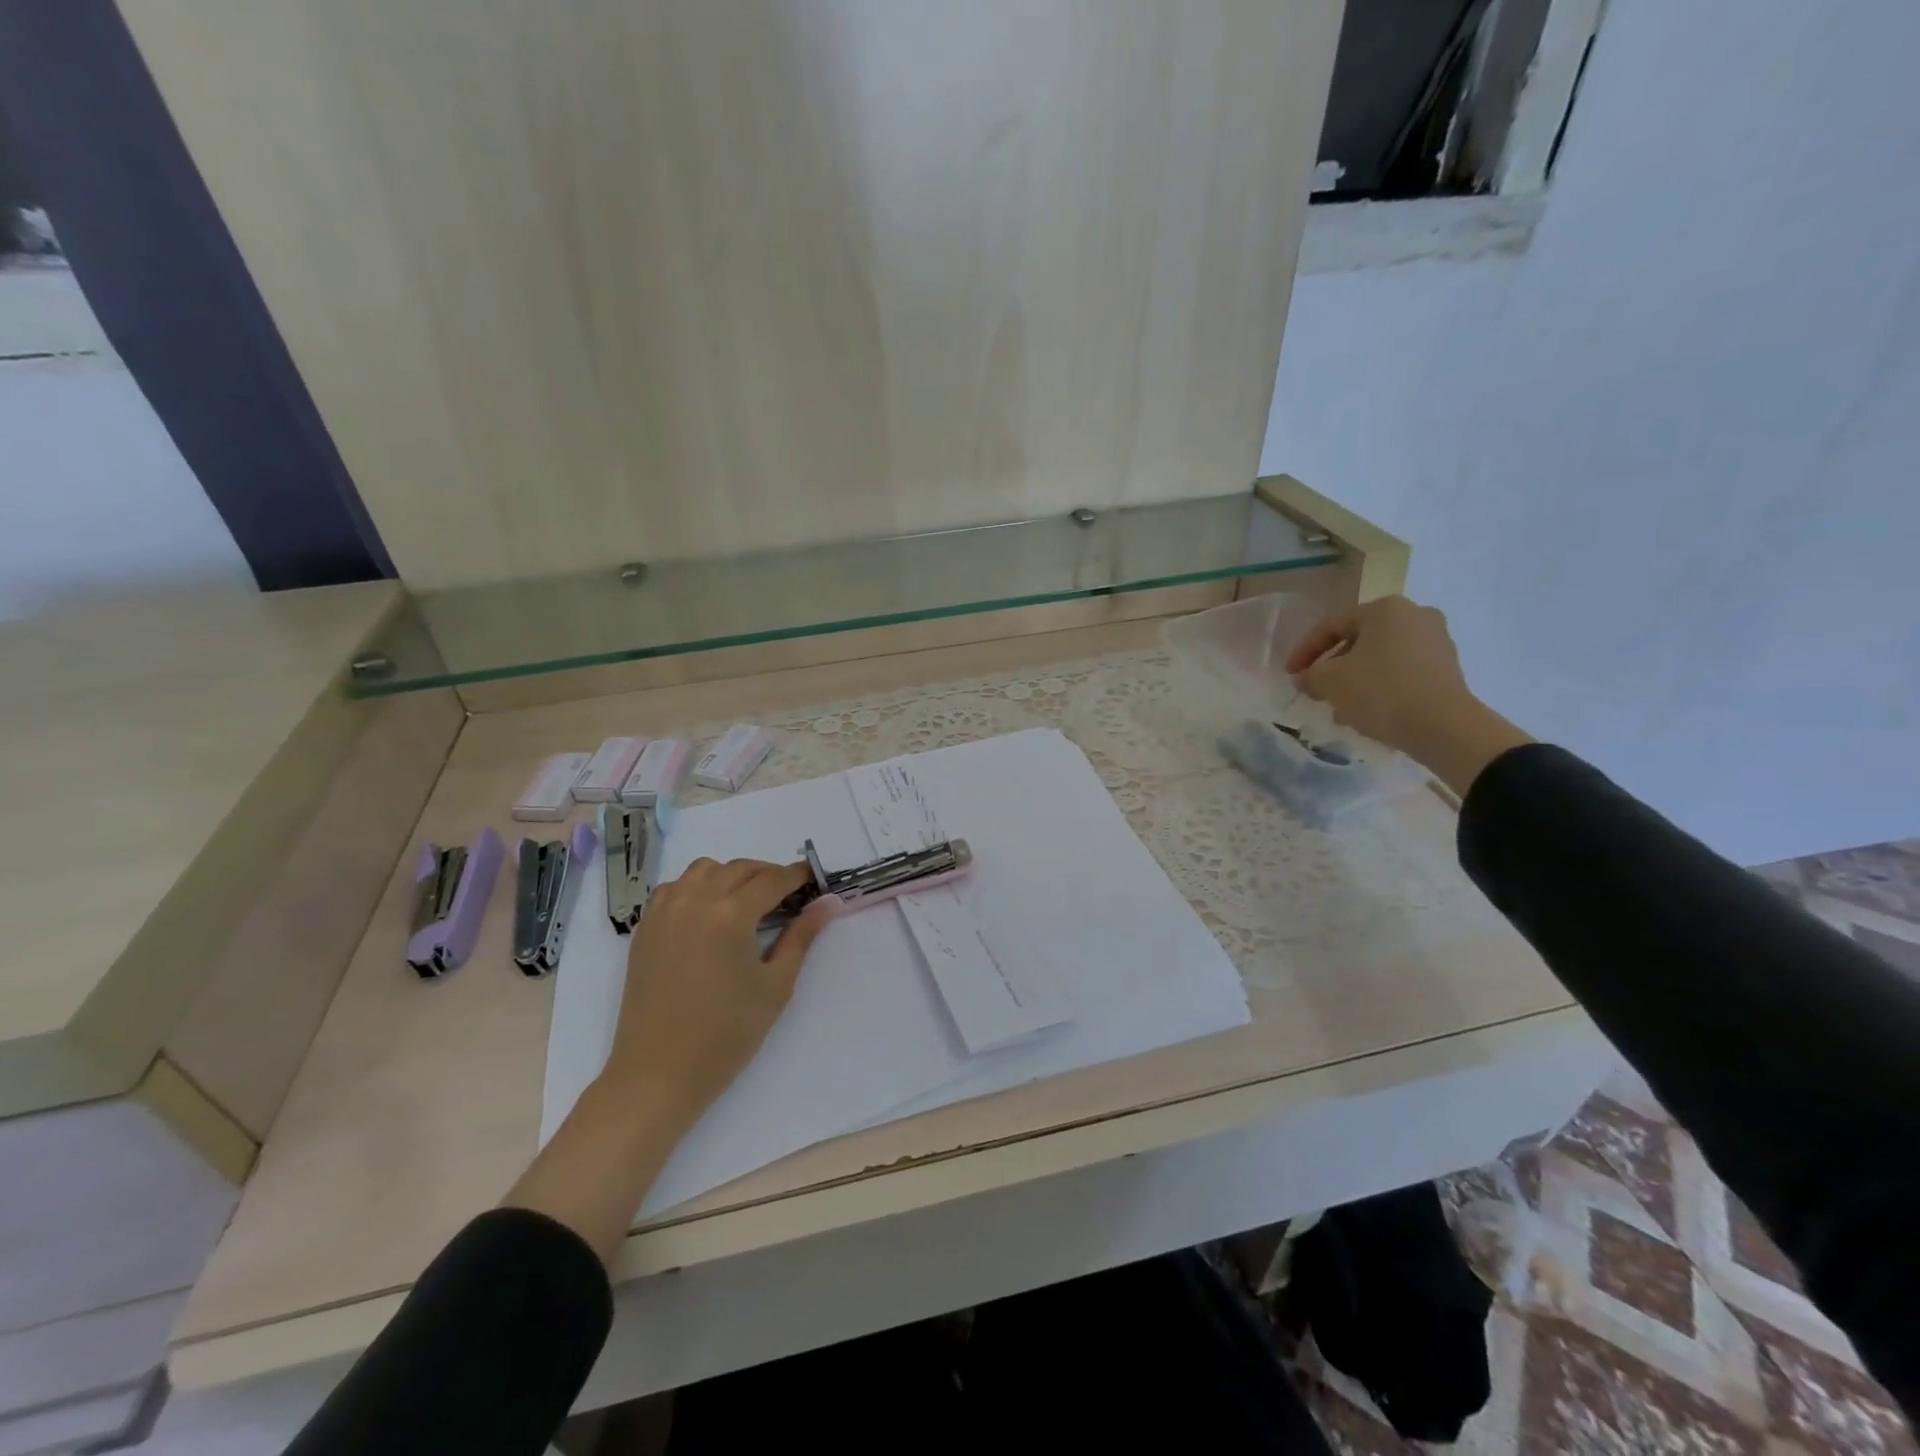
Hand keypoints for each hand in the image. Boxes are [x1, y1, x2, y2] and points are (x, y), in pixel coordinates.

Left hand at [604, 858, 832, 1127]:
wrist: (658, 1074)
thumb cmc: (726, 1035)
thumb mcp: (775, 985)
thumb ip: (802, 936)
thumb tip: (829, 902)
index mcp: (730, 914)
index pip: (772, 879)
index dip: (797, 876)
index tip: (815, 879)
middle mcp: (695, 901)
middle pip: (739, 868)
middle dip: (768, 875)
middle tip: (789, 896)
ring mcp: (664, 911)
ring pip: (704, 869)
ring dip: (732, 875)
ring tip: (748, 902)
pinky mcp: (645, 927)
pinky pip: (675, 887)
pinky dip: (698, 886)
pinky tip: (710, 912)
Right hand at [1285, 595, 1531, 795]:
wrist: (1443, 727)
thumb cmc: (1380, 692)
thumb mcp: (1330, 682)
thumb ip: (1310, 675)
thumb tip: (1305, 678)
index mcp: (1385, 609)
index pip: (1331, 624)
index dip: (1304, 650)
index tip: (1290, 674)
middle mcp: (1415, 615)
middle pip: (1358, 640)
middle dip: (1332, 666)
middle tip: (1314, 690)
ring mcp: (1436, 641)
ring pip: (1379, 658)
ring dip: (1354, 679)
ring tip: (1337, 707)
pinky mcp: (1447, 668)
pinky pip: (1401, 672)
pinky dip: (1379, 687)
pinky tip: (1365, 712)